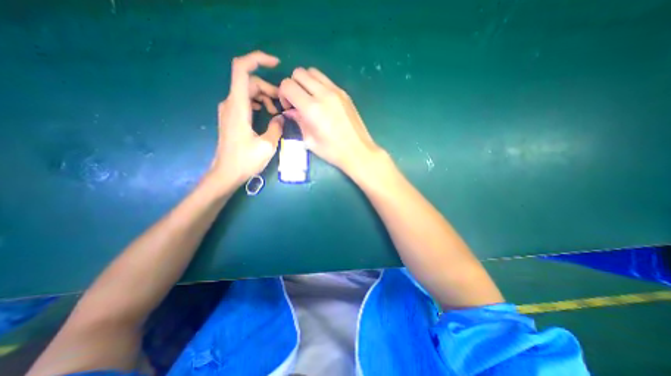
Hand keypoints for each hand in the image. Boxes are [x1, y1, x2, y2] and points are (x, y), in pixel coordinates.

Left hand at [209, 50, 283, 190]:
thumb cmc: (245, 160)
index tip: (276, 64)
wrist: (226, 173)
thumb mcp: (267, 145)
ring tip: (276, 112)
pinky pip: (245, 102)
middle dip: (269, 88)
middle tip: (283, 104)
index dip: (258, 60)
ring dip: (265, 97)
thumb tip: (281, 117)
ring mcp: (229, 110)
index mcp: (238, 106)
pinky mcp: (232, 117)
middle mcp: (230, 103)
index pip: (242, 69)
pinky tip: (267, 115)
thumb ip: (276, 127)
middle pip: (250, 82)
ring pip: (248, 92)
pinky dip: (258, 103)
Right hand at [277, 66, 382, 176]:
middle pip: (299, 73)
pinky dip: (318, 85)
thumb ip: (298, 121)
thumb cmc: (333, 151)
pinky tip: (322, 102)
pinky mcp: (345, 93)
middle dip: (293, 85)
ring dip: (306, 82)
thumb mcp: (310, 141)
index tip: (289, 107)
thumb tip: (291, 111)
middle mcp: (323, 94)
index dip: (283, 94)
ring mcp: (336, 91)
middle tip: (297, 102)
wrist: (358, 151)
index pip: (287, 85)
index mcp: (312, 108)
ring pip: (313, 72)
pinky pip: (326, 80)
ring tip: (309, 100)